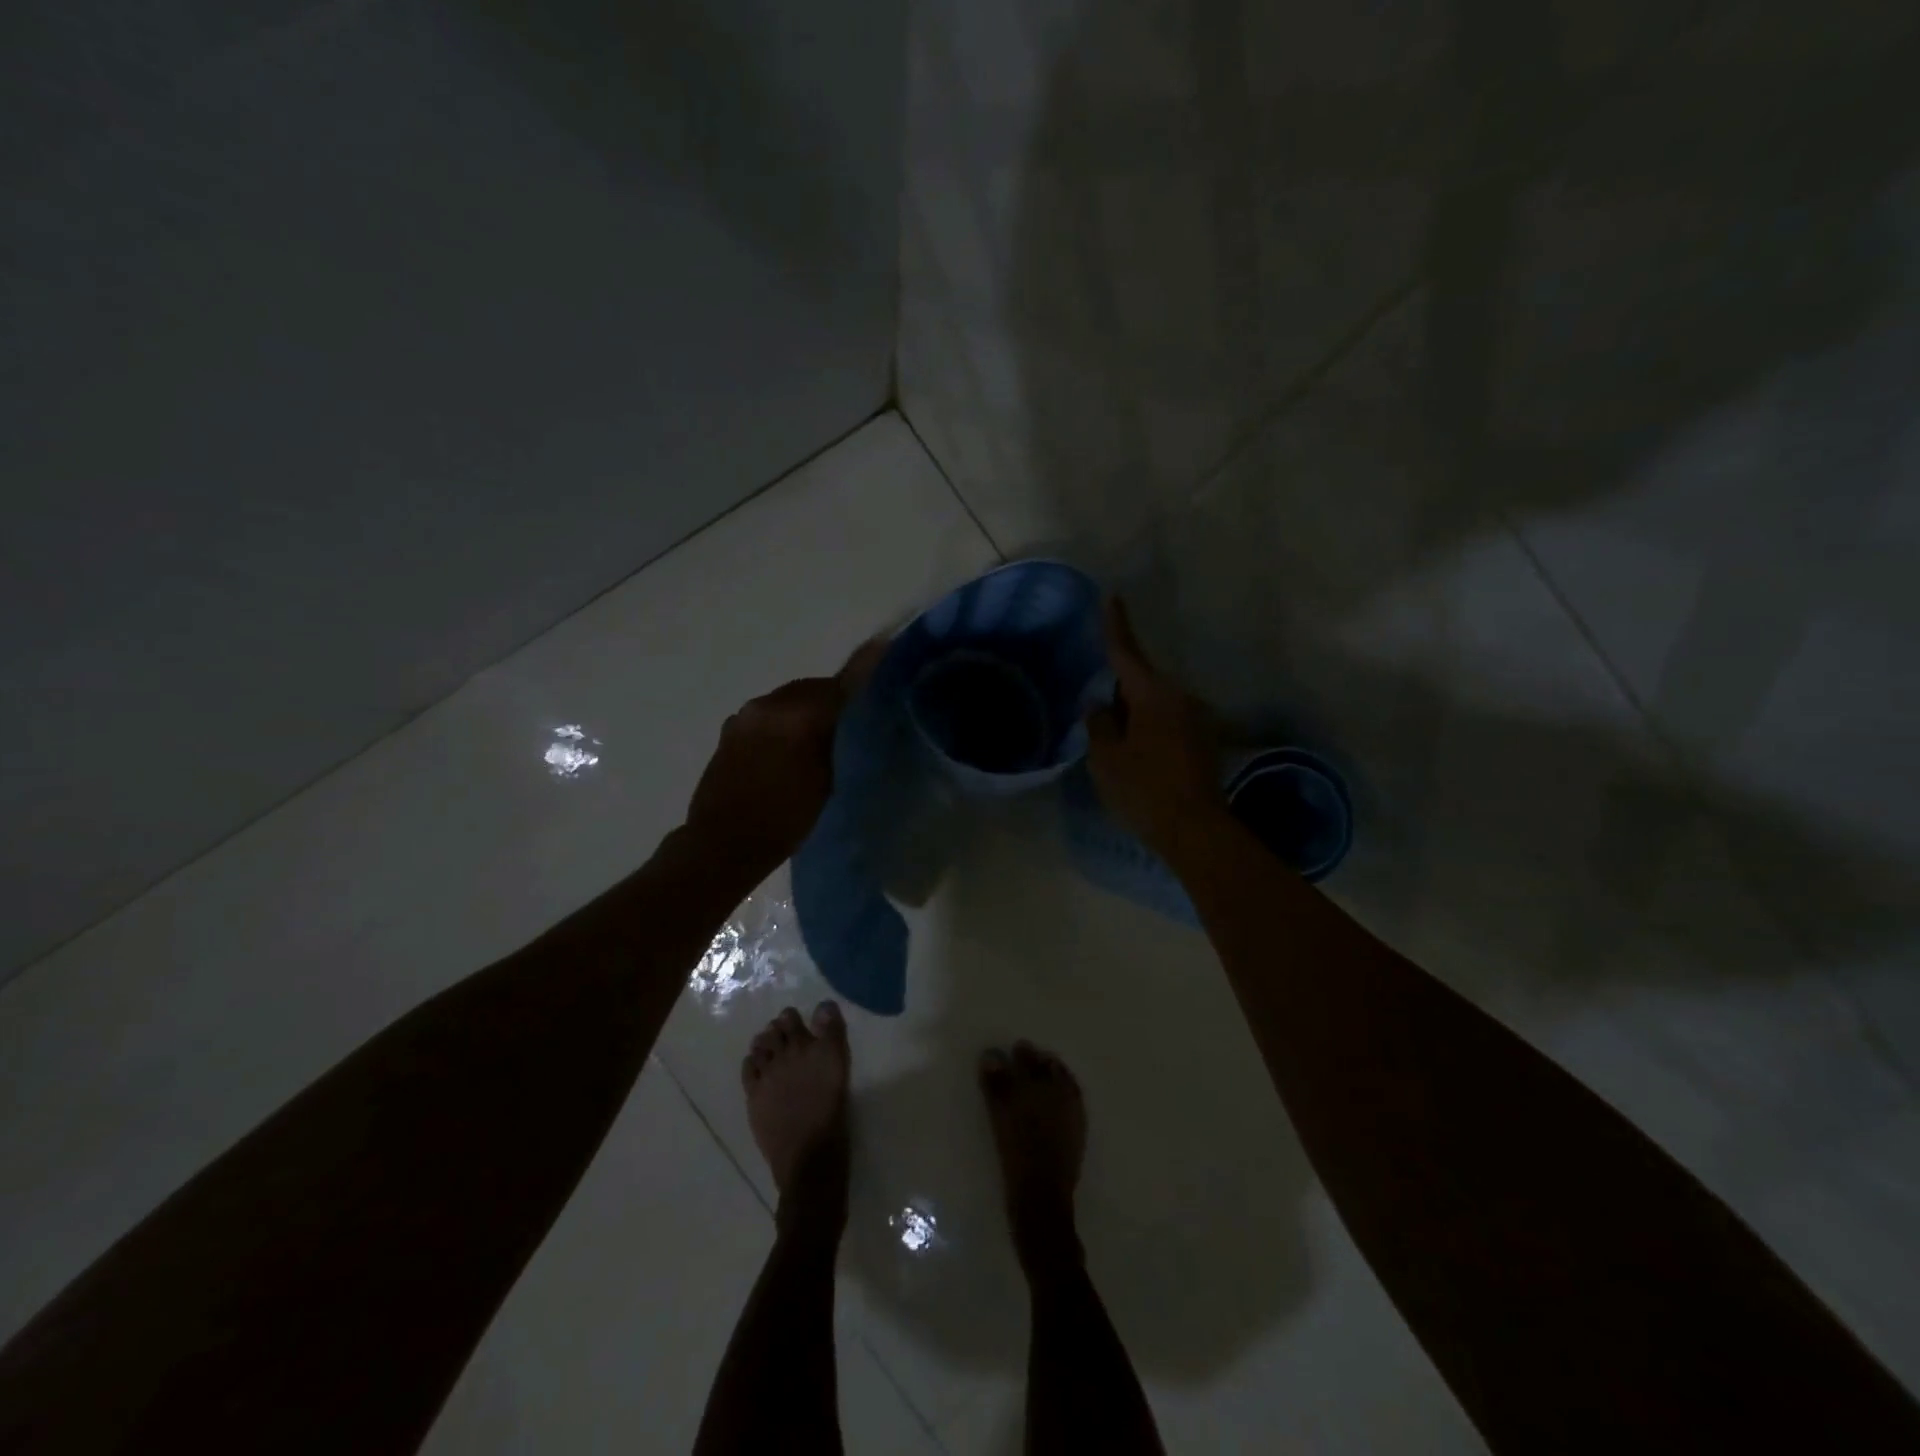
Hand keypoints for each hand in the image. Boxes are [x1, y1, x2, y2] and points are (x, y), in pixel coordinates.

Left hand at [684, 639, 883, 877]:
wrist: (722, 844)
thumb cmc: (784, 821)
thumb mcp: (826, 780)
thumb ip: (840, 737)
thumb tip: (855, 710)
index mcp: (796, 716)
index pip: (840, 684)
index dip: (865, 668)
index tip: (884, 648)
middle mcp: (768, 705)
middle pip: (812, 688)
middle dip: (834, 696)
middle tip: (854, 717)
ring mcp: (744, 716)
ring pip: (789, 700)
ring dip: (807, 708)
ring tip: (821, 734)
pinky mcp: (731, 728)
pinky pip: (768, 714)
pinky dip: (785, 720)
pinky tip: (790, 744)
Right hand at [1085, 597, 1223, 857]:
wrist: (1195, 830)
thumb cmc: (1143, 789)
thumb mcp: (1106, 757)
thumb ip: (1099, 724)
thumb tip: (1100, 706)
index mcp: (1154, 694)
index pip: (1127, 653)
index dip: (1116, 626)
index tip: (1112, 596)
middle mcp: (1182, 698)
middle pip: (1142, 684)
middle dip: (1120, 692)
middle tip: (1099, 715)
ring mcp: (1199, 720)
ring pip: (1157, 706)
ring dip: (1137, 716)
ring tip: (1118, 746)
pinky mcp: (1206, 743)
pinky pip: (1170, 724)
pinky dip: (1152, 732)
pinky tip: (1141, 758)